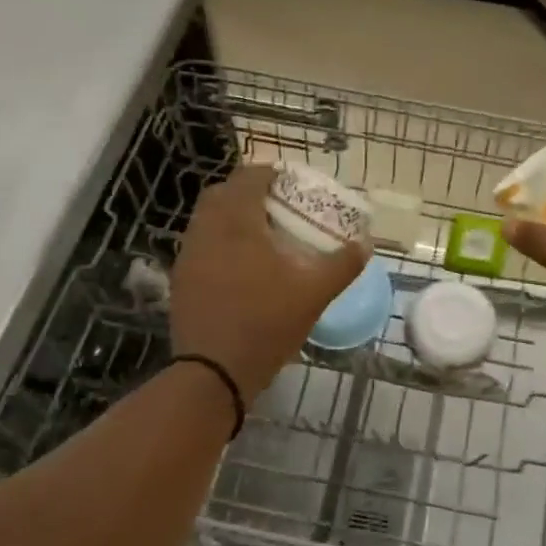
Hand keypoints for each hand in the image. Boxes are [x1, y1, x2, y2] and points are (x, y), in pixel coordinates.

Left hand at [171, 165, 368, 397]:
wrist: (214, 371)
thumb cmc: (266, 323)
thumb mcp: (314, 294)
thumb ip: (342, 264)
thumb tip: (365, 244)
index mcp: (237, 223)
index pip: (248, 178)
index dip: (270, 174)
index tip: (290, 183)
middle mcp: (206, 230)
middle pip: (222, 194)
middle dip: (247, 192)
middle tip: (276, 206)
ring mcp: (188, 255)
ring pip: (207, 220)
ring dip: (231, 218)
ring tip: (260, 235)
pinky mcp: (181, 280)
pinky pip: (201, 246)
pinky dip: (220, 243)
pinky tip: (241, 266)